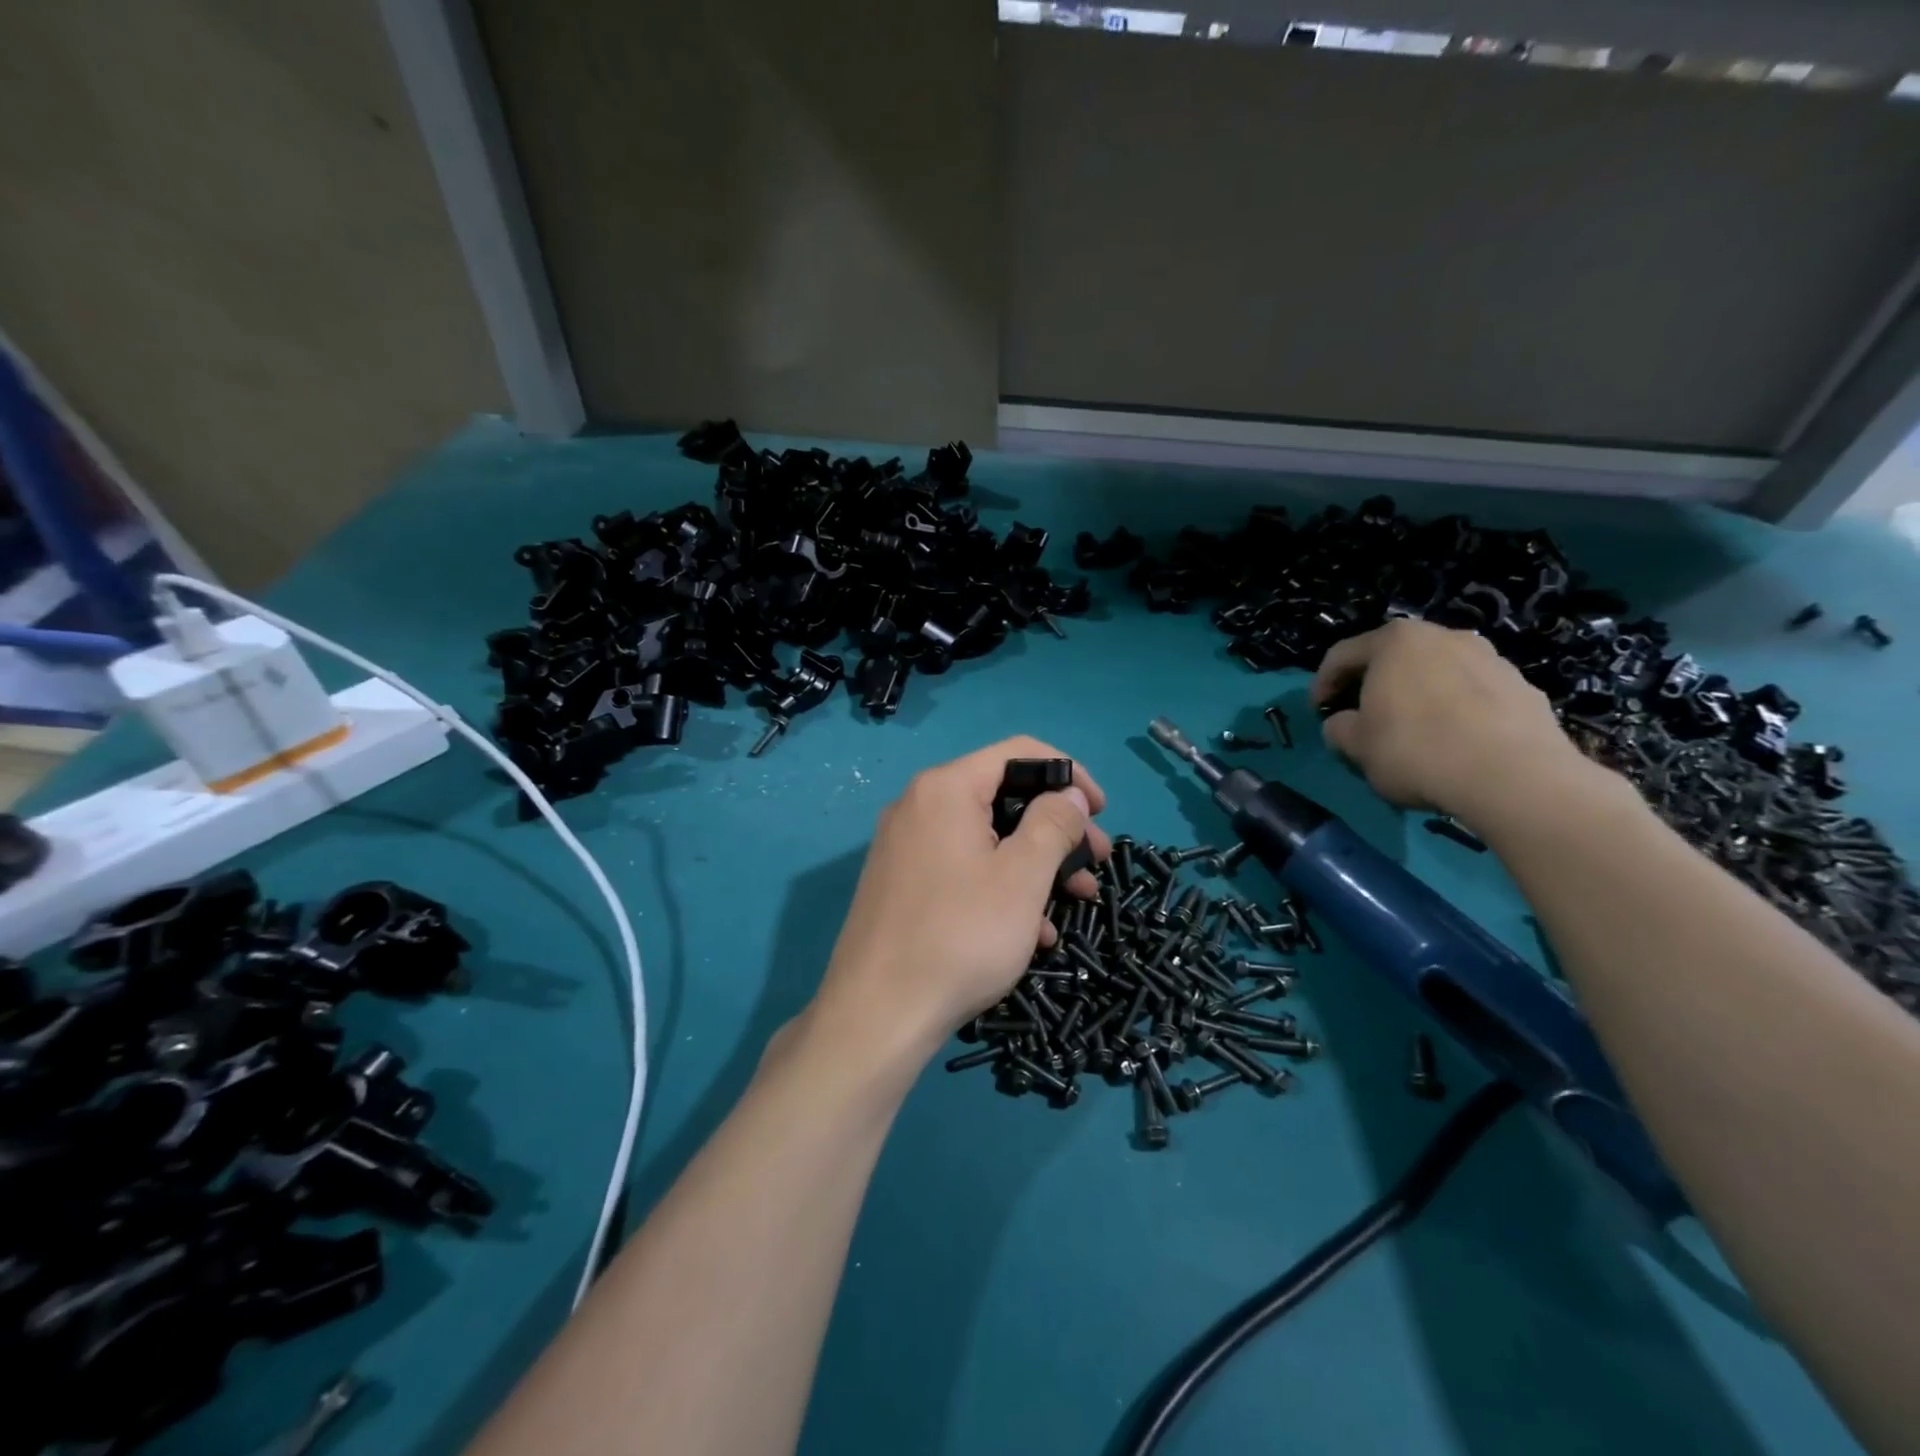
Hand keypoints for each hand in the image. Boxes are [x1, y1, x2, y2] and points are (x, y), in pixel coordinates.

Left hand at [811, 737, 1109, 1067]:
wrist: (877, 1015)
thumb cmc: (960, 936)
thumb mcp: (1022, 877)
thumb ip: (1054, 823)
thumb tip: (1070, 792)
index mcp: (946, 789)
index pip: (1019, 752)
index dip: (1069, 773)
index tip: (1100, 811)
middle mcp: (920, 806)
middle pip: (1004, 797)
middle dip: (1057, 829)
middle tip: (1097, 863)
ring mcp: (906, 847)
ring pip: (987, 839)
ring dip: (1037, 865)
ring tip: (1077, 902)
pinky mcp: (903, 885)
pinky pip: (963, 869)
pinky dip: (1002, 888)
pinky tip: (1033, 932)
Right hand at [1312, 619, 1591, 826]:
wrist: (1513, 777)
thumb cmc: (1416, 750)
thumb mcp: (1356, 745)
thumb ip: (1339, 728)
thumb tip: (1344, 724)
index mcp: (1396, 641)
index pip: (1342, 654)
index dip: (1323, 683)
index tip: (1317, 711)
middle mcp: (1444, 636)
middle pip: (1395, 658)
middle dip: (1374, 685)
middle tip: (1363, 716)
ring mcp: (1491, 658)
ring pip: (1438, 674)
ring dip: (1418, 696)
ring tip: (1413, 731)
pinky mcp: (1524, 687)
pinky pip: (1474, 695)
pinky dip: (1457, 711)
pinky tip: (1453, 743)